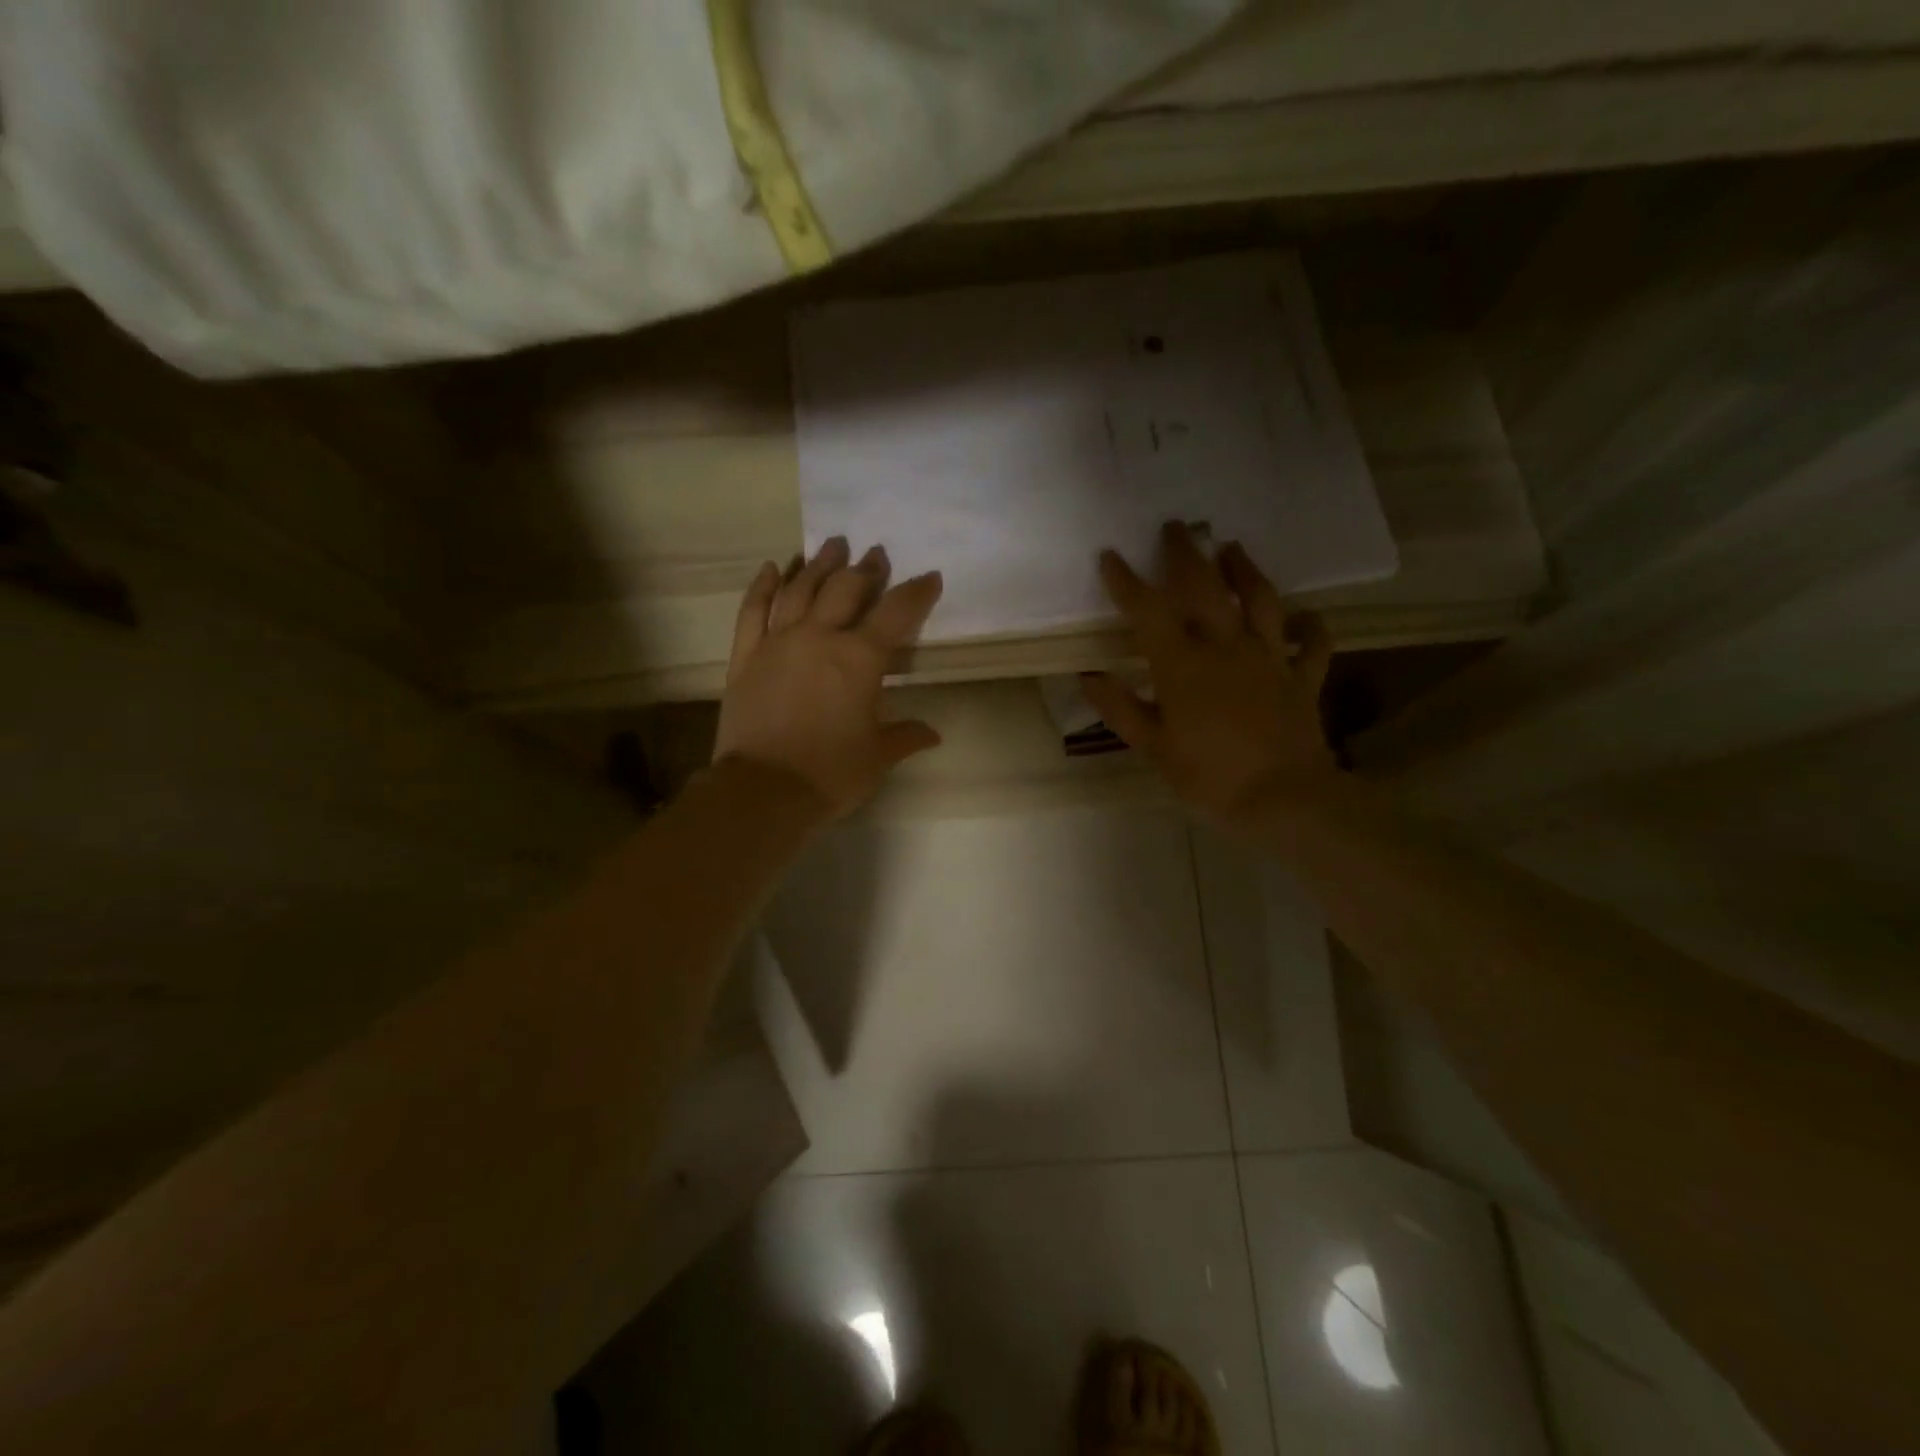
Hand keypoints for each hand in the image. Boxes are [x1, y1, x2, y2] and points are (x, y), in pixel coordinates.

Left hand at [714, 537, 944, 818]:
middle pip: (845, 589)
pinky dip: (762, 586)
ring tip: (832, 545)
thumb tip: (933, 734)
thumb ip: (906, 736)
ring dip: (819, 564)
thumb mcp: (878, 756)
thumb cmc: (830, 773)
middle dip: (865, 568)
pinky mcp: (745, 656)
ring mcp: (778, 642)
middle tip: (875, 552)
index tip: (931, 577)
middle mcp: (819, 637)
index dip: (917, 592)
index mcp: (860, 659)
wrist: (763, 790)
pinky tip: (772, 568)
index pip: (896, 612)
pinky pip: (752, 610)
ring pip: (800, 589)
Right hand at [1081, 522, 1338, 826]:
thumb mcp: (1154, 748)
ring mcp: (1270, 659)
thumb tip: (1089, 676)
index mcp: (1183, 665)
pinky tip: (1305, 617)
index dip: (1127, 582)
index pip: (1149, 612)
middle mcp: (1227, 648)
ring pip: (1261, 601)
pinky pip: (1312, 644)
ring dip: (1246, 570)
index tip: (1111, 555)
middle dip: (1187, 554)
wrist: (1285, 799)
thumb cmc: (1210, 777)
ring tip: (1234, 547)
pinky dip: (1310, 627)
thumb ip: (1122, 709)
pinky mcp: (1302, 678)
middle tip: (1177, 527)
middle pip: (1207, 588)